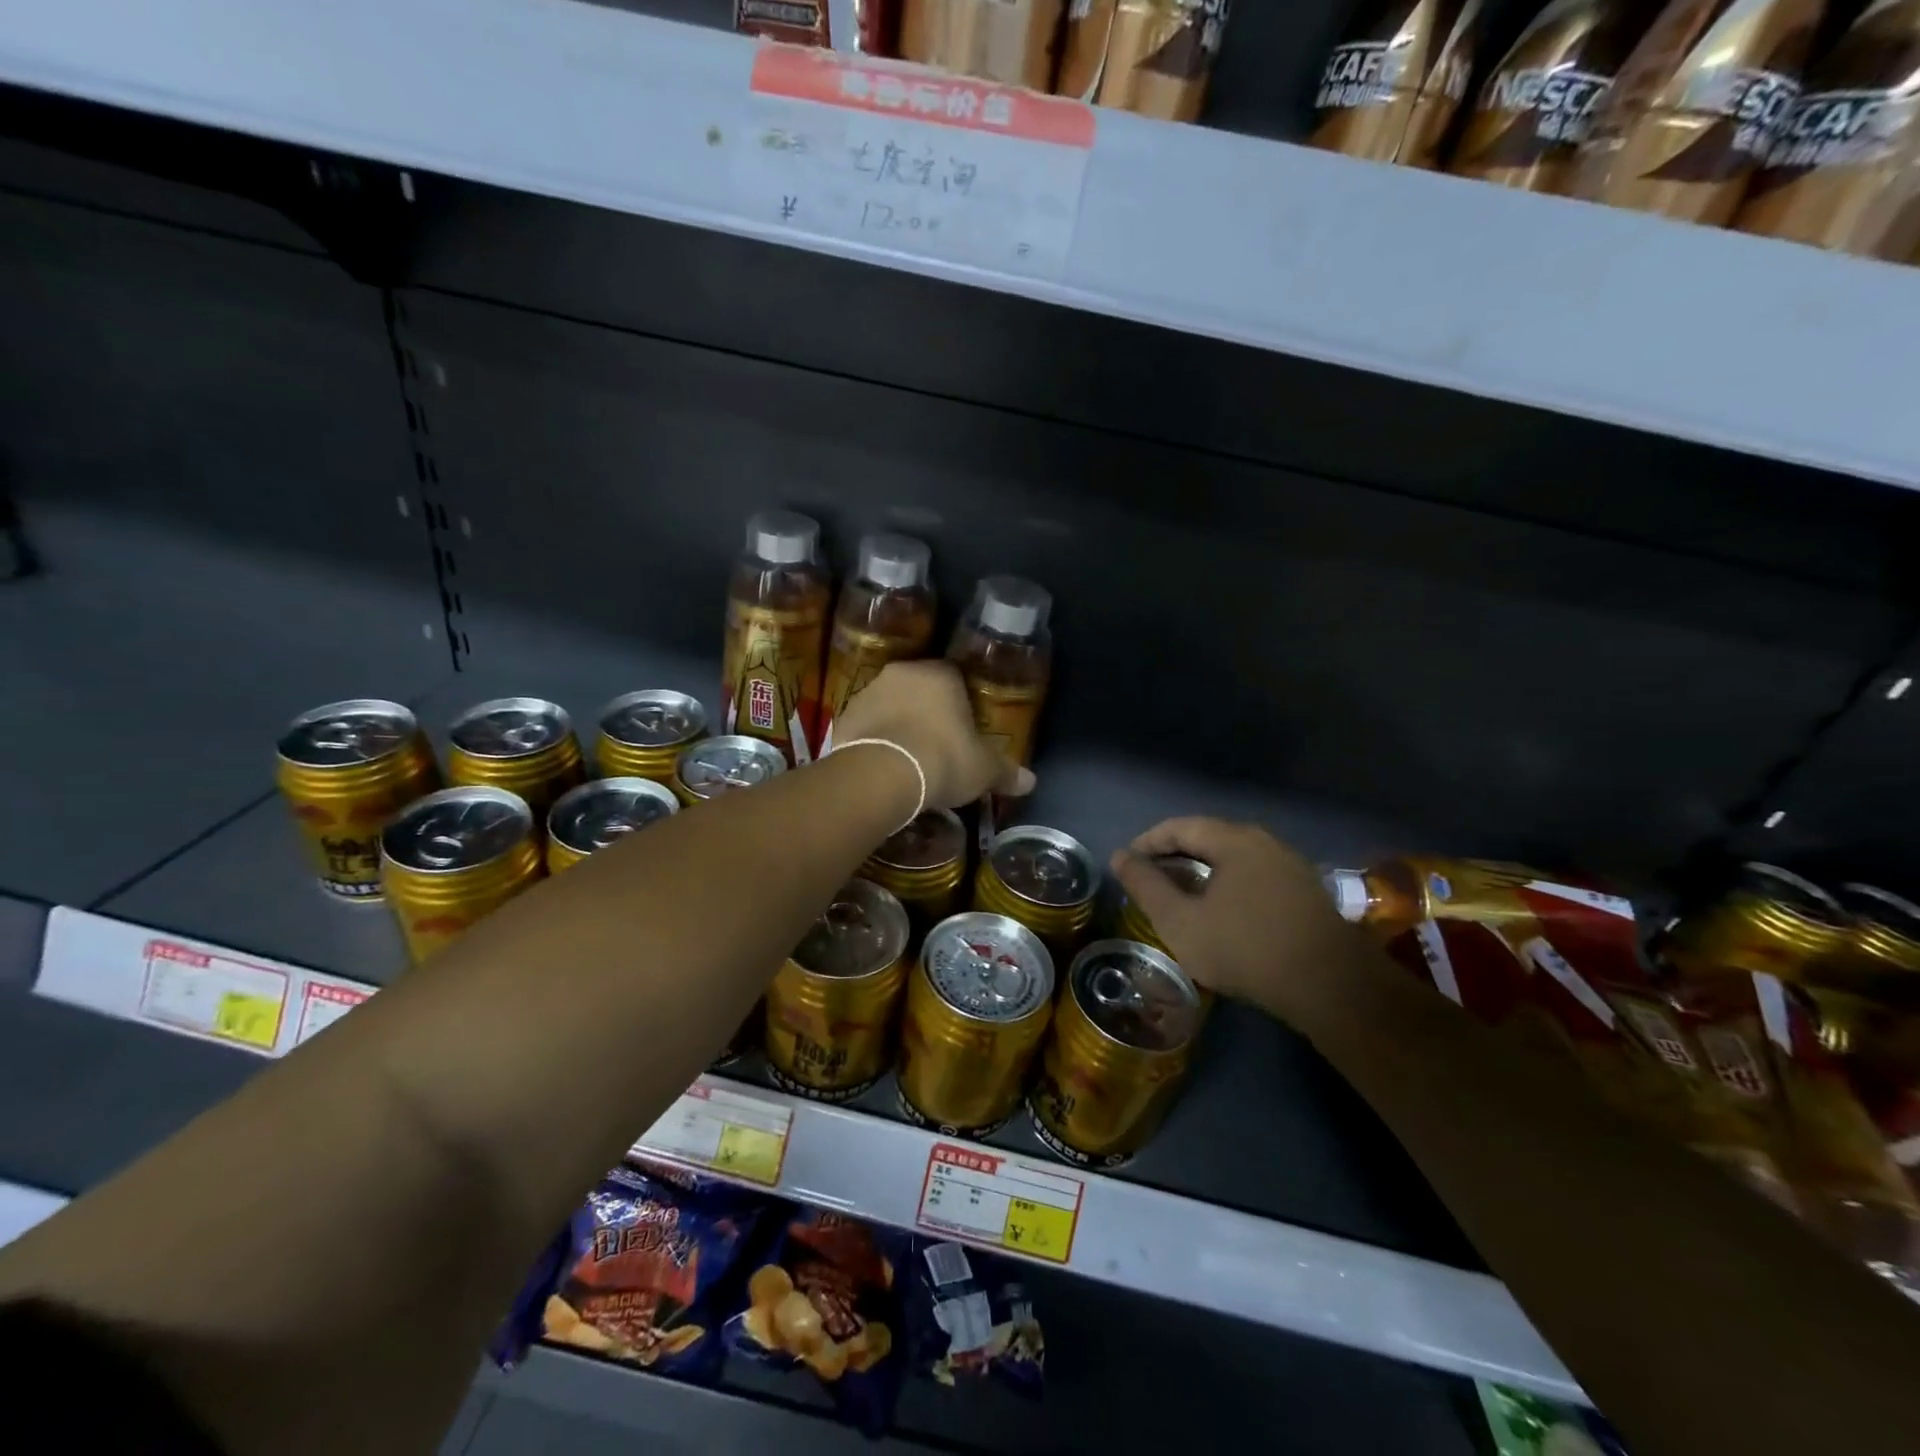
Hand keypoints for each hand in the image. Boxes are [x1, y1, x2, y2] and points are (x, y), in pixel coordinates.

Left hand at [831, 661, 1032, 809]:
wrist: (881, 774)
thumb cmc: (942, 760)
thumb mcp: (983, 770)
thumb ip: (1005, 772)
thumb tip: (1030, 782)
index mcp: (940, 674)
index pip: (955, 678)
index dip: (961, 704)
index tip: (964, 729)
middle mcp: (901, 674)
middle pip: (919, 689)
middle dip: (927, 712)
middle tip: (937, 745)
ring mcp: (867, 693)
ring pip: (889, 705)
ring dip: (898, 724)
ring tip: (908, 759)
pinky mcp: (842, 717)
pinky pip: (865, 727)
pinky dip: (873, 741)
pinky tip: (882, 766)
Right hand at [1111, 817, 1359, 1027]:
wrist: (1331, 987)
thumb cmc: (1245, 948)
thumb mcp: (1180, 921)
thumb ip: (1146, 886)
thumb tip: (1120, 857)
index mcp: (1234, 840)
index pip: (1180, 826)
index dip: (1148, 842)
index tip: (1128, 864)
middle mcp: (1265, 842)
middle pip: (1209, 838)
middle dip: (1174, 856)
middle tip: (1150, 881)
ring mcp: (1291, 866)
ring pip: (1234, 858)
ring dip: (1203, 872)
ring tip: (1181, 897)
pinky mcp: (1307, 892)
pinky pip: (1255, 876)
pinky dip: (1228, 885)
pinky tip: (1222, 913)